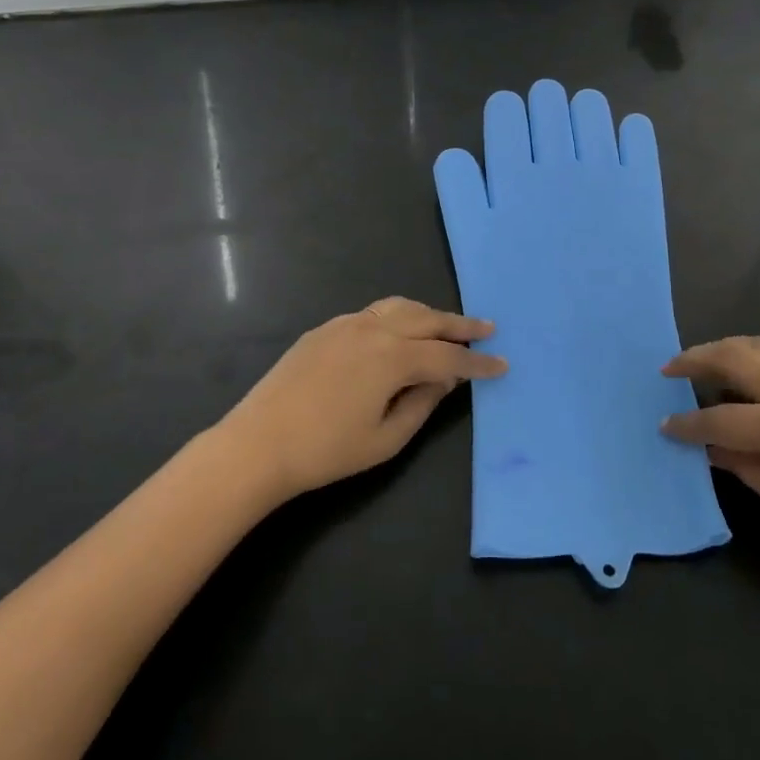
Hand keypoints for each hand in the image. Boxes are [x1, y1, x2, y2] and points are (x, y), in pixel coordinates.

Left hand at [218, 297, 505, 501]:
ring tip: (446, 325)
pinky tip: (399, 333)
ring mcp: (347, 324)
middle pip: (428, 319)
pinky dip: (397, 317)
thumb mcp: (386, 439)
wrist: (257, 444)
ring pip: (400, 308)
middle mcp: (374, 329)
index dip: (477, 363)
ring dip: (428, 314)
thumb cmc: (326, 451)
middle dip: (460, 325)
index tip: (502, 364)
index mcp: (393, 357)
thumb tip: (444, 379)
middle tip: (486, 328)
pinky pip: (372, 314)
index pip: (448, 356)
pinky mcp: (326, 329)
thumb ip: (422, 403)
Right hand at [660, 337, 759, 579]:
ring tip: (703, 360)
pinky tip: (750, 365)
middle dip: (695, 360)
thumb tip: (709, 449)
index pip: (718, 418)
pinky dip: (758, 352)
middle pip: (732, 358)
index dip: (687, 424)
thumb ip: (746, 468)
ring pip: (759, 345)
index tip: (664, 424)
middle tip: (669, 368)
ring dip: (725, 348)